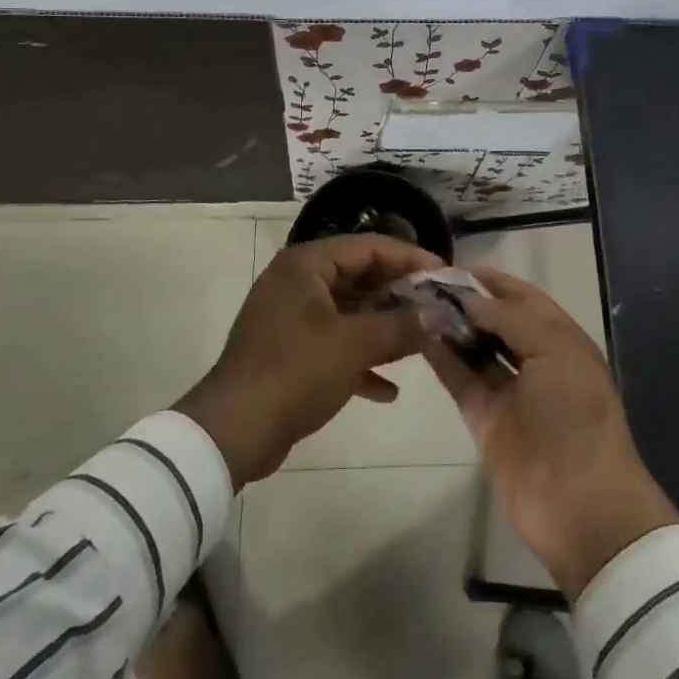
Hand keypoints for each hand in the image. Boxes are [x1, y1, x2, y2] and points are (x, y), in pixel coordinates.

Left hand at [175, 234, 440, 487]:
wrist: (234, 430)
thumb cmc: (295, 372)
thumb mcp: (354, 345)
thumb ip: (400, 325)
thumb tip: (437, 315)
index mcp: (306, 265)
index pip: (368, 247)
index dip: (409, 258)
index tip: (444, 275)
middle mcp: (297, 282)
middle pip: (359, 277)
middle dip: (399, 295)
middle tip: (438, 308)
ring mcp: (291, 318)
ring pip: (348, 312)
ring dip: (383, 328)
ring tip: (422, 342)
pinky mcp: (289, 351)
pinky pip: (334, 344)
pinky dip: (360, 359)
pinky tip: (389, 390)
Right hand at [422, 266, 678, 599]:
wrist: (581, 504)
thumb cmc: (575, 414)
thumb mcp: (554, 350)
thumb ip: (509, 317)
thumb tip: (468, 297)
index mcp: (560, 339)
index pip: (522, 297)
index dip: (492, 280)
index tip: (454, 265)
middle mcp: (535, 359)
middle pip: (495, 320)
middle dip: (465, 301)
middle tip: (424, 283)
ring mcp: (508, 390)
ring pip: (474, 348)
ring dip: (449, 326)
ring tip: (415, 302)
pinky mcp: (484, 418)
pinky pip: (460, 379)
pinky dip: (441, 357)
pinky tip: (418, 335)